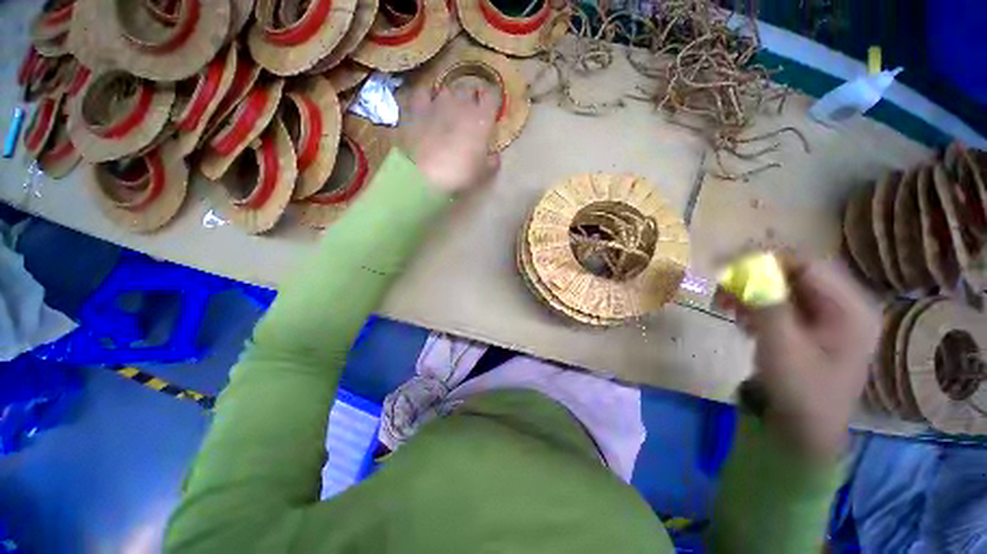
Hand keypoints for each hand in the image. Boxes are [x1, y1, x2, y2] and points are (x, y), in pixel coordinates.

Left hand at [400, 86, 499, 192]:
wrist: (425, 174)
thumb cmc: (460, 173)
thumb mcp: (483, 173)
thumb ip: (492, 161)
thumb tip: (494, 155)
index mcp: (481, 118)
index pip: (492, 97)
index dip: (491, 102)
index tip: (489, 111)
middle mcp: (461, 103)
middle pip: (469, 91)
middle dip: (470, 100)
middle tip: (468, 115)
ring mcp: (438, 102)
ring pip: (447, 91)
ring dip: (449, 99)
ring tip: (446, 111)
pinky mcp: (417, 107)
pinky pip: (423, 93)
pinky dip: (425, 98)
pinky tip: (425, 106)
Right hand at [741, 259, 879, 460]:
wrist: (804, 431)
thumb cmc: (801, 391)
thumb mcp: (781, 346)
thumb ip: (766, 303)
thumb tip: (745, 267)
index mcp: (850, 308)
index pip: (808, 264)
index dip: (767, 261)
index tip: (728, 268)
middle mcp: (844, 306)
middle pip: (795, 274)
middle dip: (754, 278)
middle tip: (721, 288)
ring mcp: (828, 318)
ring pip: (784, 288)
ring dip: (751, 292)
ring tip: (724, 305)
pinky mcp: (811, 328)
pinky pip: (781, 304)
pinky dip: (756, 306)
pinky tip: (740, 319)